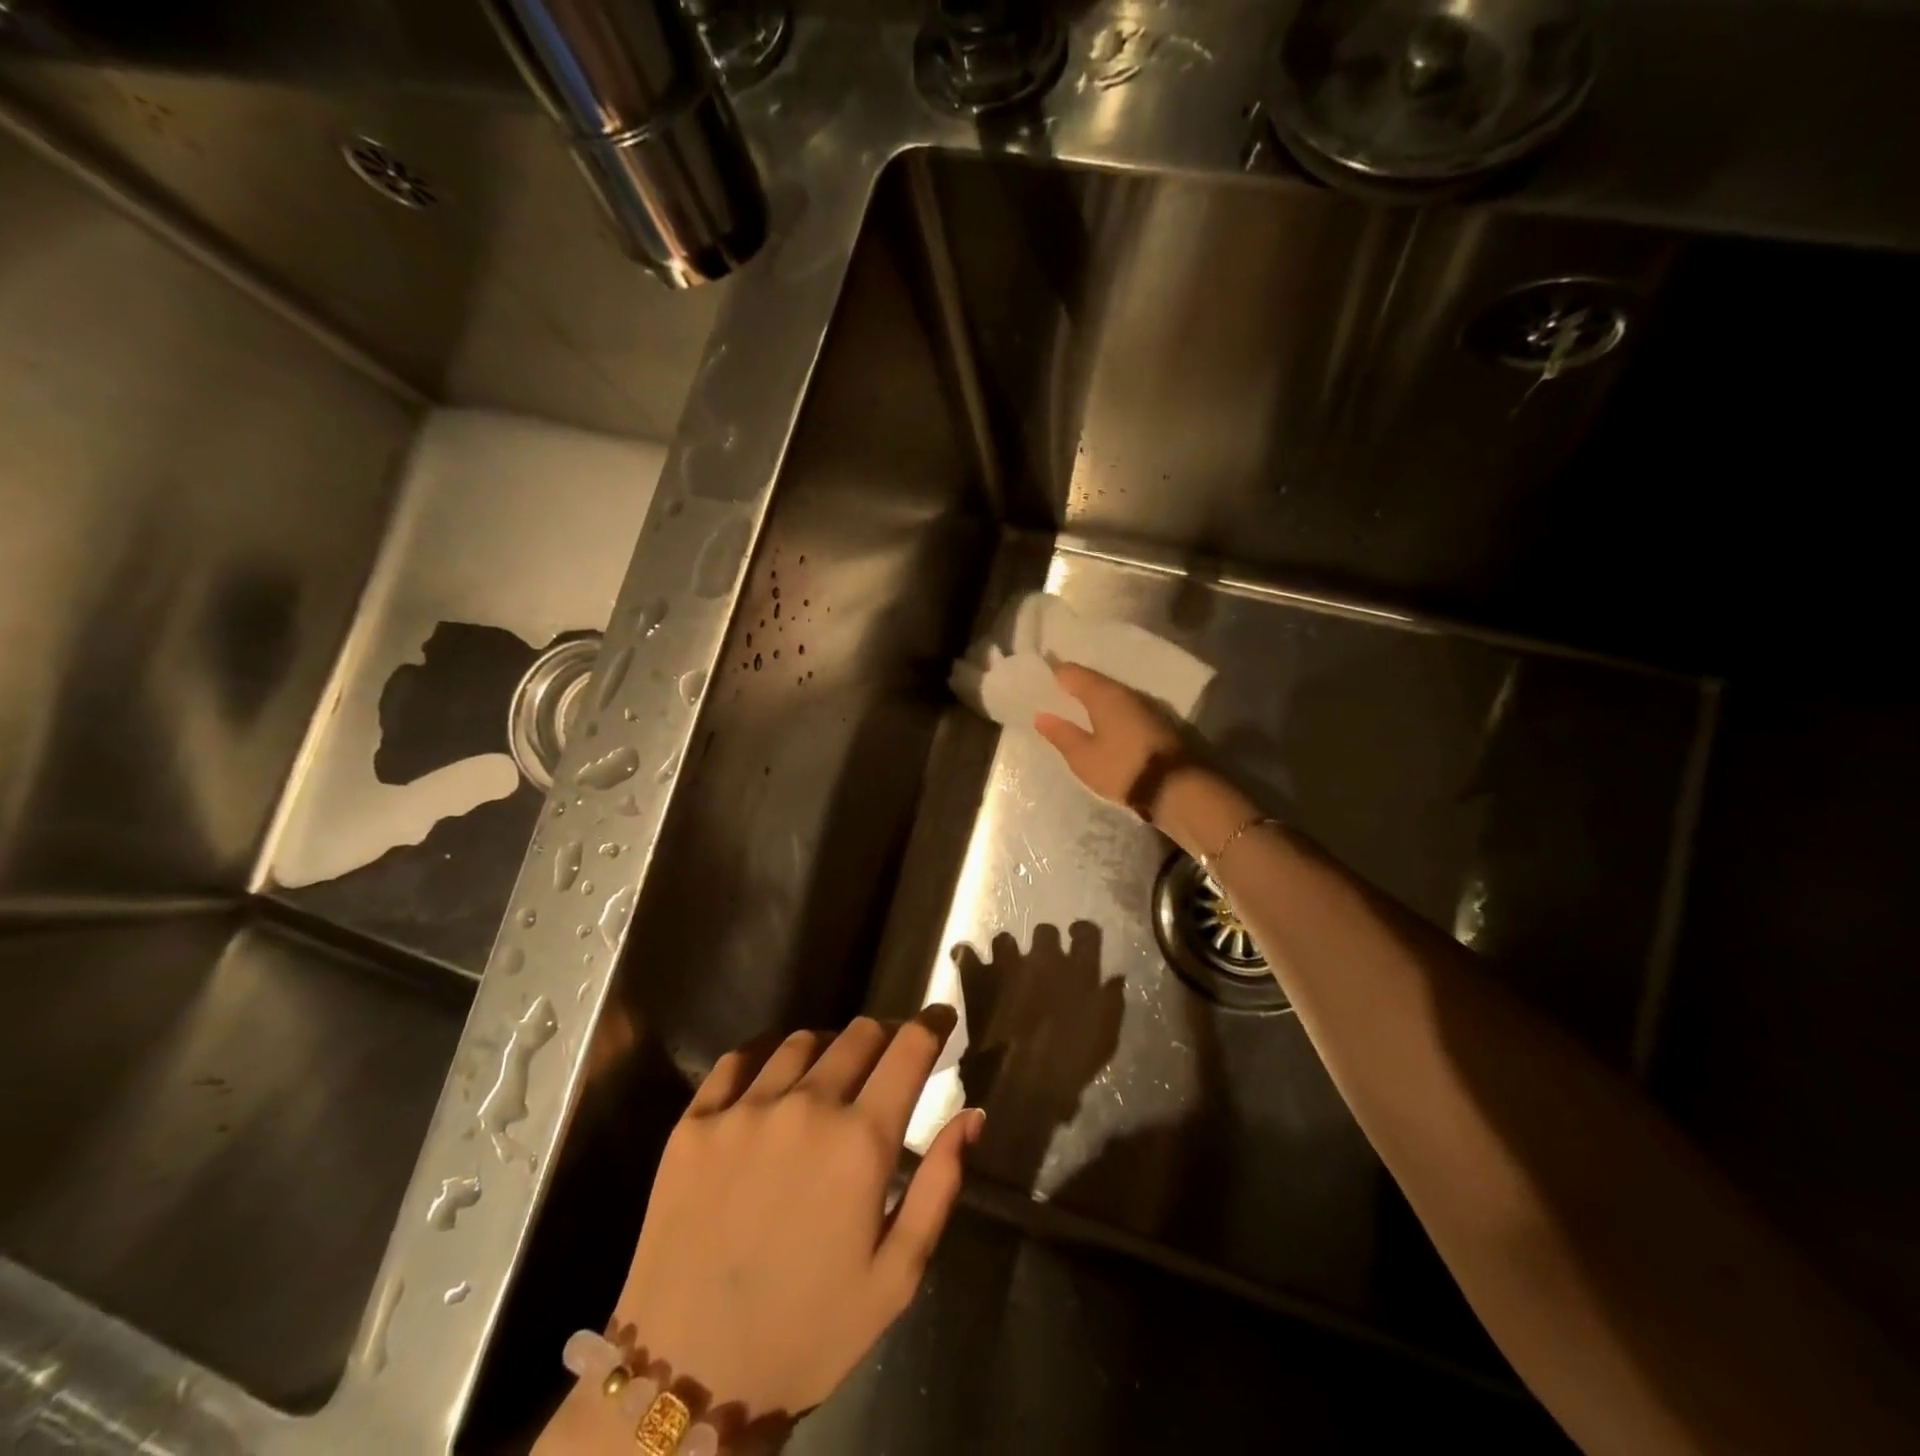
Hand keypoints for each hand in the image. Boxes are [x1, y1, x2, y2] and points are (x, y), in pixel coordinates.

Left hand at [608, 1010, 979, 1428]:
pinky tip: (771, 1077)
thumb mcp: (896, 1277)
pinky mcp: (694, 1123)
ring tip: (830, 1074)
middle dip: (885, 1035)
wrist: (688, 1377)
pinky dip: (766, 1055)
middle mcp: (805, 1106)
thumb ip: (940, 1186)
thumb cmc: (809, 1332)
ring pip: (801, 1040)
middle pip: (859, 1033)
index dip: (933, 1022)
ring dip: (829, 1047)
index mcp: (860, 1141)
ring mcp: (744, 1109)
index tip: (941, 1016)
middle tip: (889, 1057)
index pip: (909, 1049)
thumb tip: (972, 1114)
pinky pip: (737, 1059)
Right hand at [1033, 663, 1184, 811]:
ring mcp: (1144, 706)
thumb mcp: (1083, 757)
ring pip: (1110, 695)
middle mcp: (1125, 692)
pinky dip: (1108, 713)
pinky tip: (1099, 724)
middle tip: (1052, 695)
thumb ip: (1061, 734)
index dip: (1054, 673)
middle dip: (1074, 687)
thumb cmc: (1122, 768)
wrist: (1175, 787)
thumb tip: (1041, 715)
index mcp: (1103, 694)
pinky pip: (1123, 709)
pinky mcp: (1155, 723)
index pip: (1072, 673)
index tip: (1038, 678)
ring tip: (1073, 711)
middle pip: (1094, 682)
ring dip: (1092, 701)